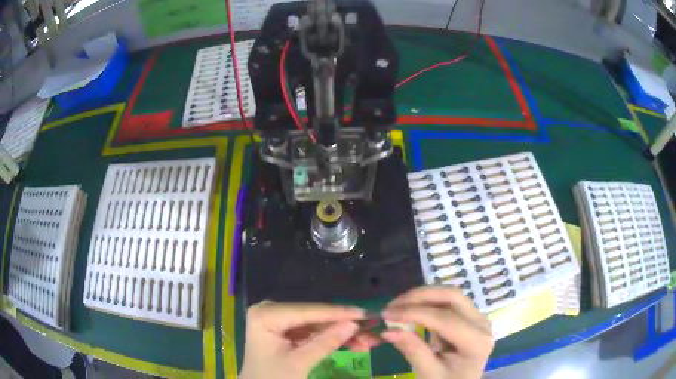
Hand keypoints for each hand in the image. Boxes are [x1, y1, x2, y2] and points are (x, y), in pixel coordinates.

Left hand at [239, 301, 364, 378]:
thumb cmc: (273, 378)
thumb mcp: (299, 363)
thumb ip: (326, 342)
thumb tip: (354, 324)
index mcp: (265, 315)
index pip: (308, 312)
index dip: (338, 313)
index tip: (365, 314)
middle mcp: (269, 310)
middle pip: (313, 316)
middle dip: (341, 325)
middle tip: (369, 329)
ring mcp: (276, 319)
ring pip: (315, 323)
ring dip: (339, 332)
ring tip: (365, 340)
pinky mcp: (283, 329)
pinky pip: (310, 330)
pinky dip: (329, 337)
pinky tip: (350, 342)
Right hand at [381, 286, 493, 378]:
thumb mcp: (429, 373)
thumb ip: (412, 350)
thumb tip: (387, 330)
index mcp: (476, 342)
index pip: (445, 319)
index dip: (415, 313)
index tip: (387, 314)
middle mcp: (482, 324)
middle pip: (452, 297)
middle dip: (419, 297)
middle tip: (392, 305)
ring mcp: (477, 317)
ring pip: (450, 294)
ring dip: (423, 296)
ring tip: (398, 305)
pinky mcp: (469, 316)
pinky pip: (449, 301)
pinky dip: (428, 301)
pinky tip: (412, 308)